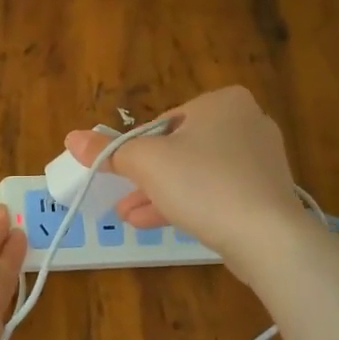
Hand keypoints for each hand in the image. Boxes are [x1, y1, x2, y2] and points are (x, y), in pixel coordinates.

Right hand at [64, 86, 308, 266]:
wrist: (267, 237)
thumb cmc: (203, 183)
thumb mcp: (145, 162)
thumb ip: (108, 150)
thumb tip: (71, 138)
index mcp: (223, 102)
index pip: (165, 121)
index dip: (139, 149)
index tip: (124, 173)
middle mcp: (247, 122)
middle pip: (180, 148)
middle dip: (147, 177)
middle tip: (121, 196)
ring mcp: (260, 160)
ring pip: (197, 174)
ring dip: (160, 194)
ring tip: (128, 216)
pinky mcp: (266, 194)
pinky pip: (217, 193)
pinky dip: (189, 205)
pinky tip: (158, 223)